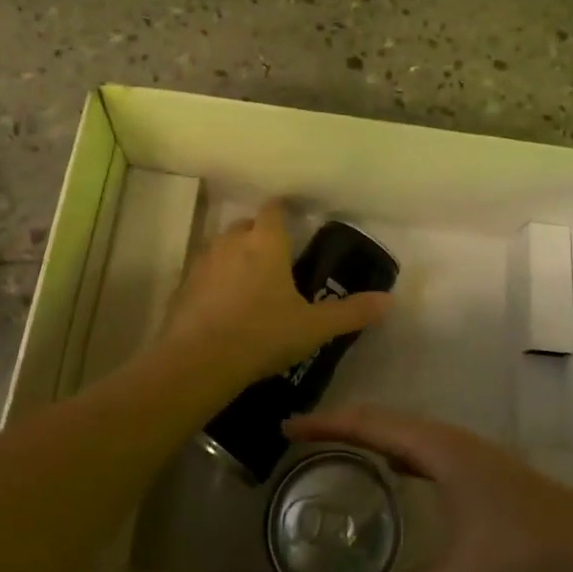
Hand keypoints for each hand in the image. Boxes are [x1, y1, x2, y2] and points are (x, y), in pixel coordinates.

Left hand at [158, 201, 390, 391]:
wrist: (198, 361)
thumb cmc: (262, 334)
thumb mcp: (313, 327)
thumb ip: (351, 312)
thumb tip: (389, 301)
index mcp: (265, 242)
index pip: (274, 209)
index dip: (283, 211)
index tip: (292, 221)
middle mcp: (231, 242)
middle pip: (246, 225)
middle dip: (259, 235)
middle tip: (275, 259)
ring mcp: (202, 262)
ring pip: (221, 247)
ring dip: (234, 256)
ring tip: (249, 282)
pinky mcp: (182, 286)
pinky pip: (202, 273)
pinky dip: (213, 282)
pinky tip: (222, 306)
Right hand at [286, 405, 572, 571]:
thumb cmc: (532, 558)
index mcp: (440, 449)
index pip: (371, 425)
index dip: (326, 424)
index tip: (287, 428)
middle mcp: (449, 442)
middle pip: (383, 422)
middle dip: (339, 426)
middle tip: (298, 442)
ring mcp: (467, 456)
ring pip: (404, 435)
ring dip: (367, 438)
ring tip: (330, 455)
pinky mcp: (479, 475)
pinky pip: (421, 454)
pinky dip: (392, 456)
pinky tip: (388, 480)